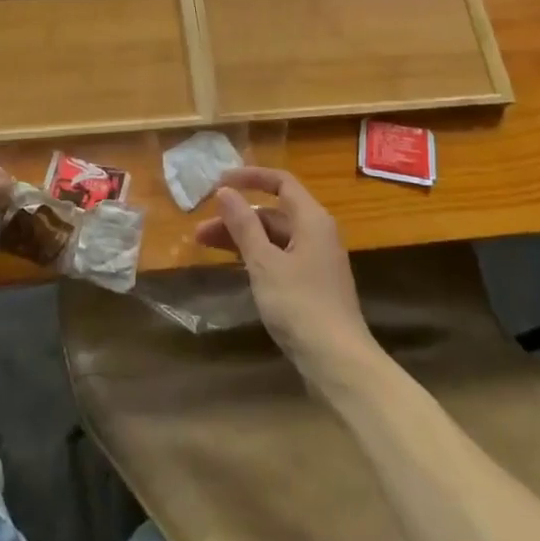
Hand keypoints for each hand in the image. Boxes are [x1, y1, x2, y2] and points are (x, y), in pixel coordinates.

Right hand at [193, 168, 378, 387]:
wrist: (338, 363)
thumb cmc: (300, 305)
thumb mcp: (265, 263)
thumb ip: (244, 225)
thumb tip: (225, 192)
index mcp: (312, 219)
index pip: (281, 182)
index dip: (250, 177)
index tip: (219, 182)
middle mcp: (317, 233)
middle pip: (273, 212)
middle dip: (236, 216)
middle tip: (200, 228)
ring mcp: (316, 261)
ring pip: (274, 238)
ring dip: (242, 238)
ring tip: (205, 246)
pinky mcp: (312, 286)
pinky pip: (279, 258)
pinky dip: (256, 256)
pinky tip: (234, 267)